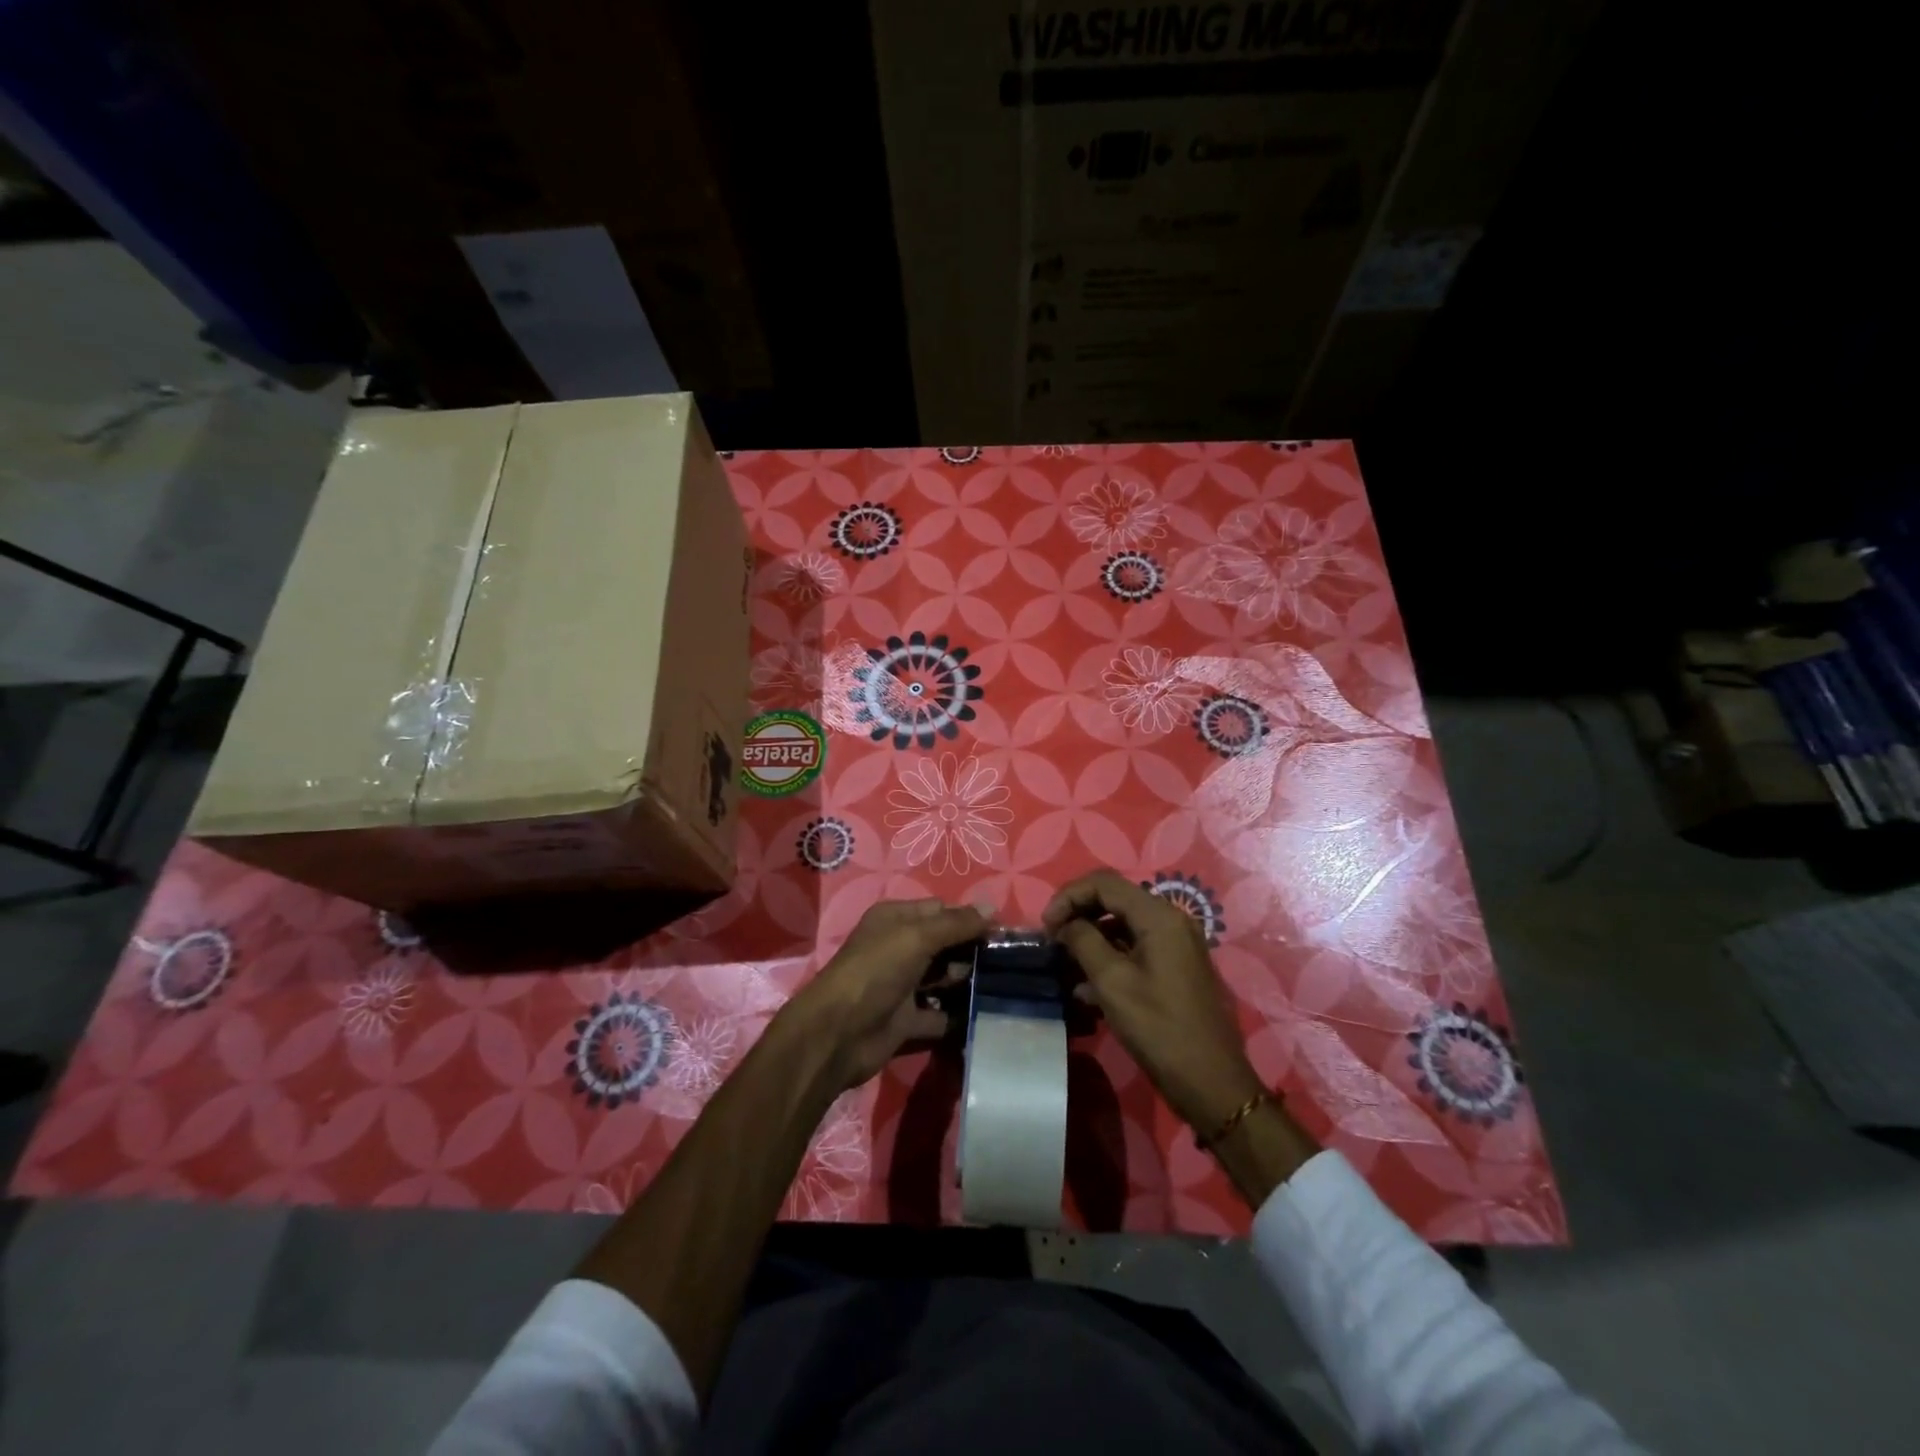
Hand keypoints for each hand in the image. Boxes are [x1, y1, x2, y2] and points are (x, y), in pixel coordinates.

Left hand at [783, 898, 988, 1090]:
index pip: (940, 911)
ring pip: (943, 978)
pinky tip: (985, 1015)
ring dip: (967, 981)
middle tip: (1006, 962)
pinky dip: (958, 1016)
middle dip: (972, 950)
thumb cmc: (875, 972)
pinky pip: (939, 1014)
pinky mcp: (906, 1020)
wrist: (838, 1034)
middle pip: (944, 944)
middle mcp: (899, 948)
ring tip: (1002, 986)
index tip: (1002, 933)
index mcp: (895, 920)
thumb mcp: (916, 937)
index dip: (969, 919)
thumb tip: (991, 907)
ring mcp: (902, 985)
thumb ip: (955, 923)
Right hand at [1044, 870, 1263, 1134]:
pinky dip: (1109, 956)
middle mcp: (1171, 921)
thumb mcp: (1112, 982)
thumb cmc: (1158, 1028)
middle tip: (1052, 941)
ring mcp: (1176, 944)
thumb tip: (1065, 924)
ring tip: (1065, 964)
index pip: (1103, 883)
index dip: (1068, 896)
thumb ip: (1083, 941)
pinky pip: (1135, 947)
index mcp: (1158, 916)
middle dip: (1078, 914)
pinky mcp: (1176, 967)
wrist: (1210, 1082)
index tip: (1045, 927)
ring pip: (1123, 924)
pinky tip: (1087, 986)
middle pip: (1114, 899)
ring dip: (1091, 937)